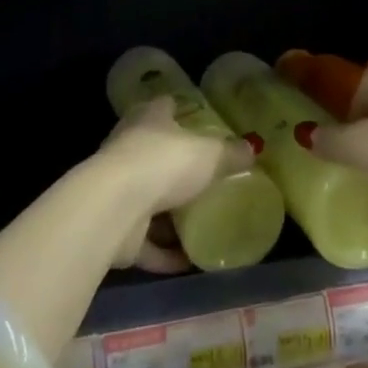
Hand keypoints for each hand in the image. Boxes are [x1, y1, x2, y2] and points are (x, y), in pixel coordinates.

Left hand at [99, 97, 254, 272]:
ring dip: (170, 217)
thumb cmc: (164, 163)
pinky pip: (146, 242)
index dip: (180, 111)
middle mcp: (129, 150)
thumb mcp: (210, 153)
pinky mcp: (117, 229)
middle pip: (154, 154)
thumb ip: (231, 153)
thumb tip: (252, 149)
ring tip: (201, 225)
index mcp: (149, 120)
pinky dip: (166, 252)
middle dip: (176, 168)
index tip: (197, 119)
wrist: (115, 208)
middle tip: (206, 178)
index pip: (164, 106)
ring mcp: (119, 190)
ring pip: (149, 201)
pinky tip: (190, 260)